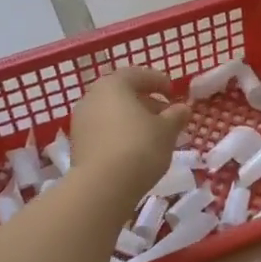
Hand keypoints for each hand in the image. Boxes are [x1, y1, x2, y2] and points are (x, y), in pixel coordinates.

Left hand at [69, 68, 190, 197]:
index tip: (173, 92)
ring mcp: (80, 122)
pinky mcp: (77, 145)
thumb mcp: (167, 130)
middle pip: (122, 94)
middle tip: (165, 114)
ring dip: (132, 119)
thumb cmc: (139, 147)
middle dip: (145, 102)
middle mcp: (92, 97)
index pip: (138, 74)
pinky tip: (135, 148)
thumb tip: (183, 108)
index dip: (158, 81)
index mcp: (113, 85)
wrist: (102, 186)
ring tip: (153, 134)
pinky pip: (103, 131)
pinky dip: (119, 133)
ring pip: (111, 113)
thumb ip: (176, 115)